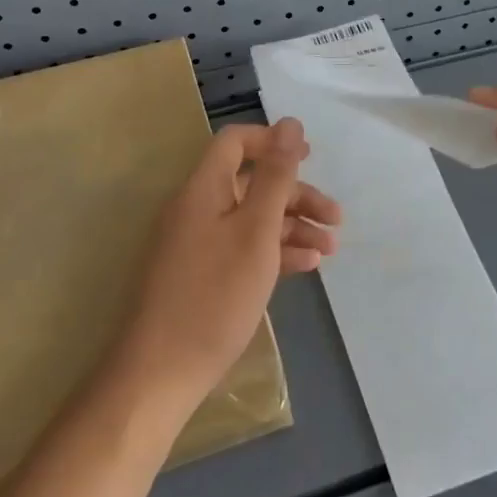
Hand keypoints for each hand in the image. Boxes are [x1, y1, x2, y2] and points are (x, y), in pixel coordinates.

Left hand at [112, 120, 340, 413]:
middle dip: (296, 195)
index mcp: (203, 188)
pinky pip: (241, 248)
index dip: (273, 142)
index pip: (236, 142)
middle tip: (336, 217)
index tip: (311, 157)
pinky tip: (305, 266)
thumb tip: (290, 123)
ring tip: (331, 249)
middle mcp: (196, 208)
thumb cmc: (214, 295)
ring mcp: (196, 243)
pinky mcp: (200, 275)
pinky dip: (273, 251)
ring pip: (250, 219)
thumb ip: (276, 176)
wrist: (160, 373)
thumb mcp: (256, 231)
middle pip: (250, 183)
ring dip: (292, 226)